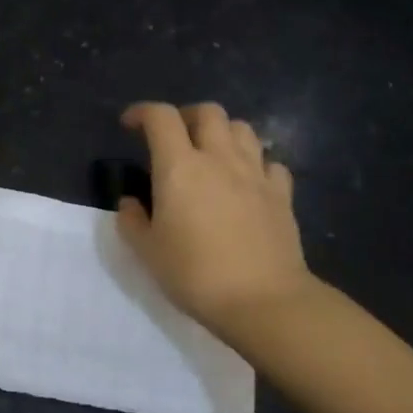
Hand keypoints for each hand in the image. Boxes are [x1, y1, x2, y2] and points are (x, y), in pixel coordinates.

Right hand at [116, 101, 315, 339]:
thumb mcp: (147, 252)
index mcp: (179, 167)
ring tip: (211, 154)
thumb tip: (131, 203)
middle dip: (186, 116)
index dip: (142, 112)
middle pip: (208, 112)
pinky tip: (246, 181)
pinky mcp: (282, 194)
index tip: (130, 124)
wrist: (262, 299)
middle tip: (173, 137)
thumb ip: (133, 221)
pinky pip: (269, 162)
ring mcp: (256, 174)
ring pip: (242, 129)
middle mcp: (219, 159)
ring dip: (222, 132)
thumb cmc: (194, 274)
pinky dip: (254, 162)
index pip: (160, 118)